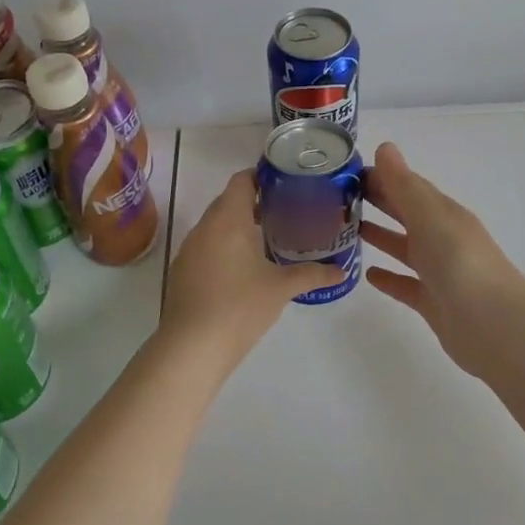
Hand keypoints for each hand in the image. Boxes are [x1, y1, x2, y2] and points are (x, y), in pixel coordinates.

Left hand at [159, 169, 343, 361]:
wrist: (192, 348)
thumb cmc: (240, 307)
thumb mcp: (281, 288)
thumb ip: (312, 274)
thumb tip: (341, 271)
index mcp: (228, 220)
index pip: (242, 180)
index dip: (263, 176)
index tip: (287, 184)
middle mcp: (204, 227)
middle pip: (229, 201)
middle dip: (256, 203)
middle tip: (288, 212)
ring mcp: (189, 250)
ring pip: (216, 225)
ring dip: (240, 226)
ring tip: (270, 238)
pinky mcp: (182, 272)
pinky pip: (207, 246)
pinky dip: (226, 247)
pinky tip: (245, 268)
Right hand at [362, 142, 524, 376]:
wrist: (494, 325)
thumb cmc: (461, 263)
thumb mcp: (430, 217)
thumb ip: (405, 186)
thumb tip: (385, 147)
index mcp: (444, 214)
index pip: (409, 187)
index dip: (382, 176)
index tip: (347, 172)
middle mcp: (442, 239)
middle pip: (406, 214)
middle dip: (379, 201)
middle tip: (338, 196)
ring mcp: (439, 272)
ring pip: (405, 248)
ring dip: (381, 236)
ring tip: (346, 229)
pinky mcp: (433, 303)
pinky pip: (405, 285)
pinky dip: (388, 277)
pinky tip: (367, 274)